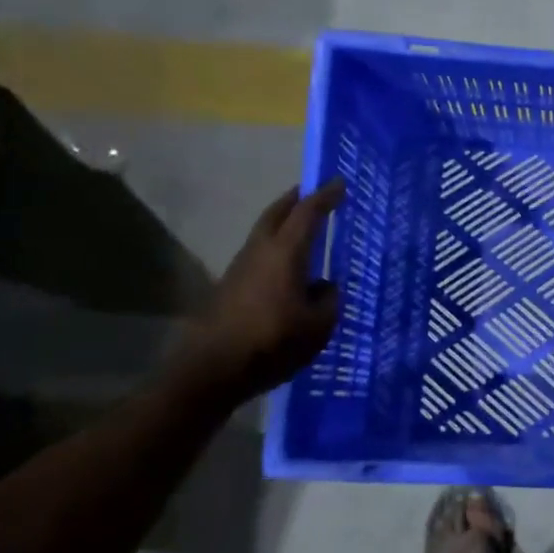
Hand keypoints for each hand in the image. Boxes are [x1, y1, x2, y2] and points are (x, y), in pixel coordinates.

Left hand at [171, 179, 345, 406]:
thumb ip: (328, 300)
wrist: (213, 369)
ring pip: (264, 233)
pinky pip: (259, 254)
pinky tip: (290, 268)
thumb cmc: (273, 342)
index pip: (307, 214)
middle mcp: (260, 251)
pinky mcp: (231, 286)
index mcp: (285, 253)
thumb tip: (325, 287)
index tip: (340, 183)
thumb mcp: (319, 325)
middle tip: (314, 194)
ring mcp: (241, 267)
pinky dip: (276, 248)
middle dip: (296, 200)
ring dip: (283, 224)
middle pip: (277, 213)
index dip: (325, 197)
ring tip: (305, 229)